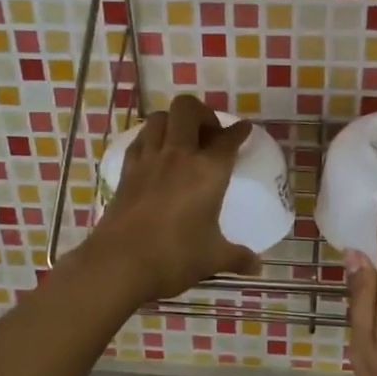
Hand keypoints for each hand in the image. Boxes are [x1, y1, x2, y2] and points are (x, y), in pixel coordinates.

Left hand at [83, 94, 259, 302]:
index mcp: (207, 171)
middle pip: (187, 109)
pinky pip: (139, 140)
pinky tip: (156, 155)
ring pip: (159, 118)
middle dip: (202, 113)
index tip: (243, 130)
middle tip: (210, 135)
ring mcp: (148, 160)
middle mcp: (178, 155)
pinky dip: (150, 139)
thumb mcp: (212, 258)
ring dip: (173, 122)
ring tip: (182, 141)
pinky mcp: (126, 171)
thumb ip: (237, 258)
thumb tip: (257, 266)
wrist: (119, 264)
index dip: (239, 131)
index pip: (227, 139)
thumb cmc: (174, 257)